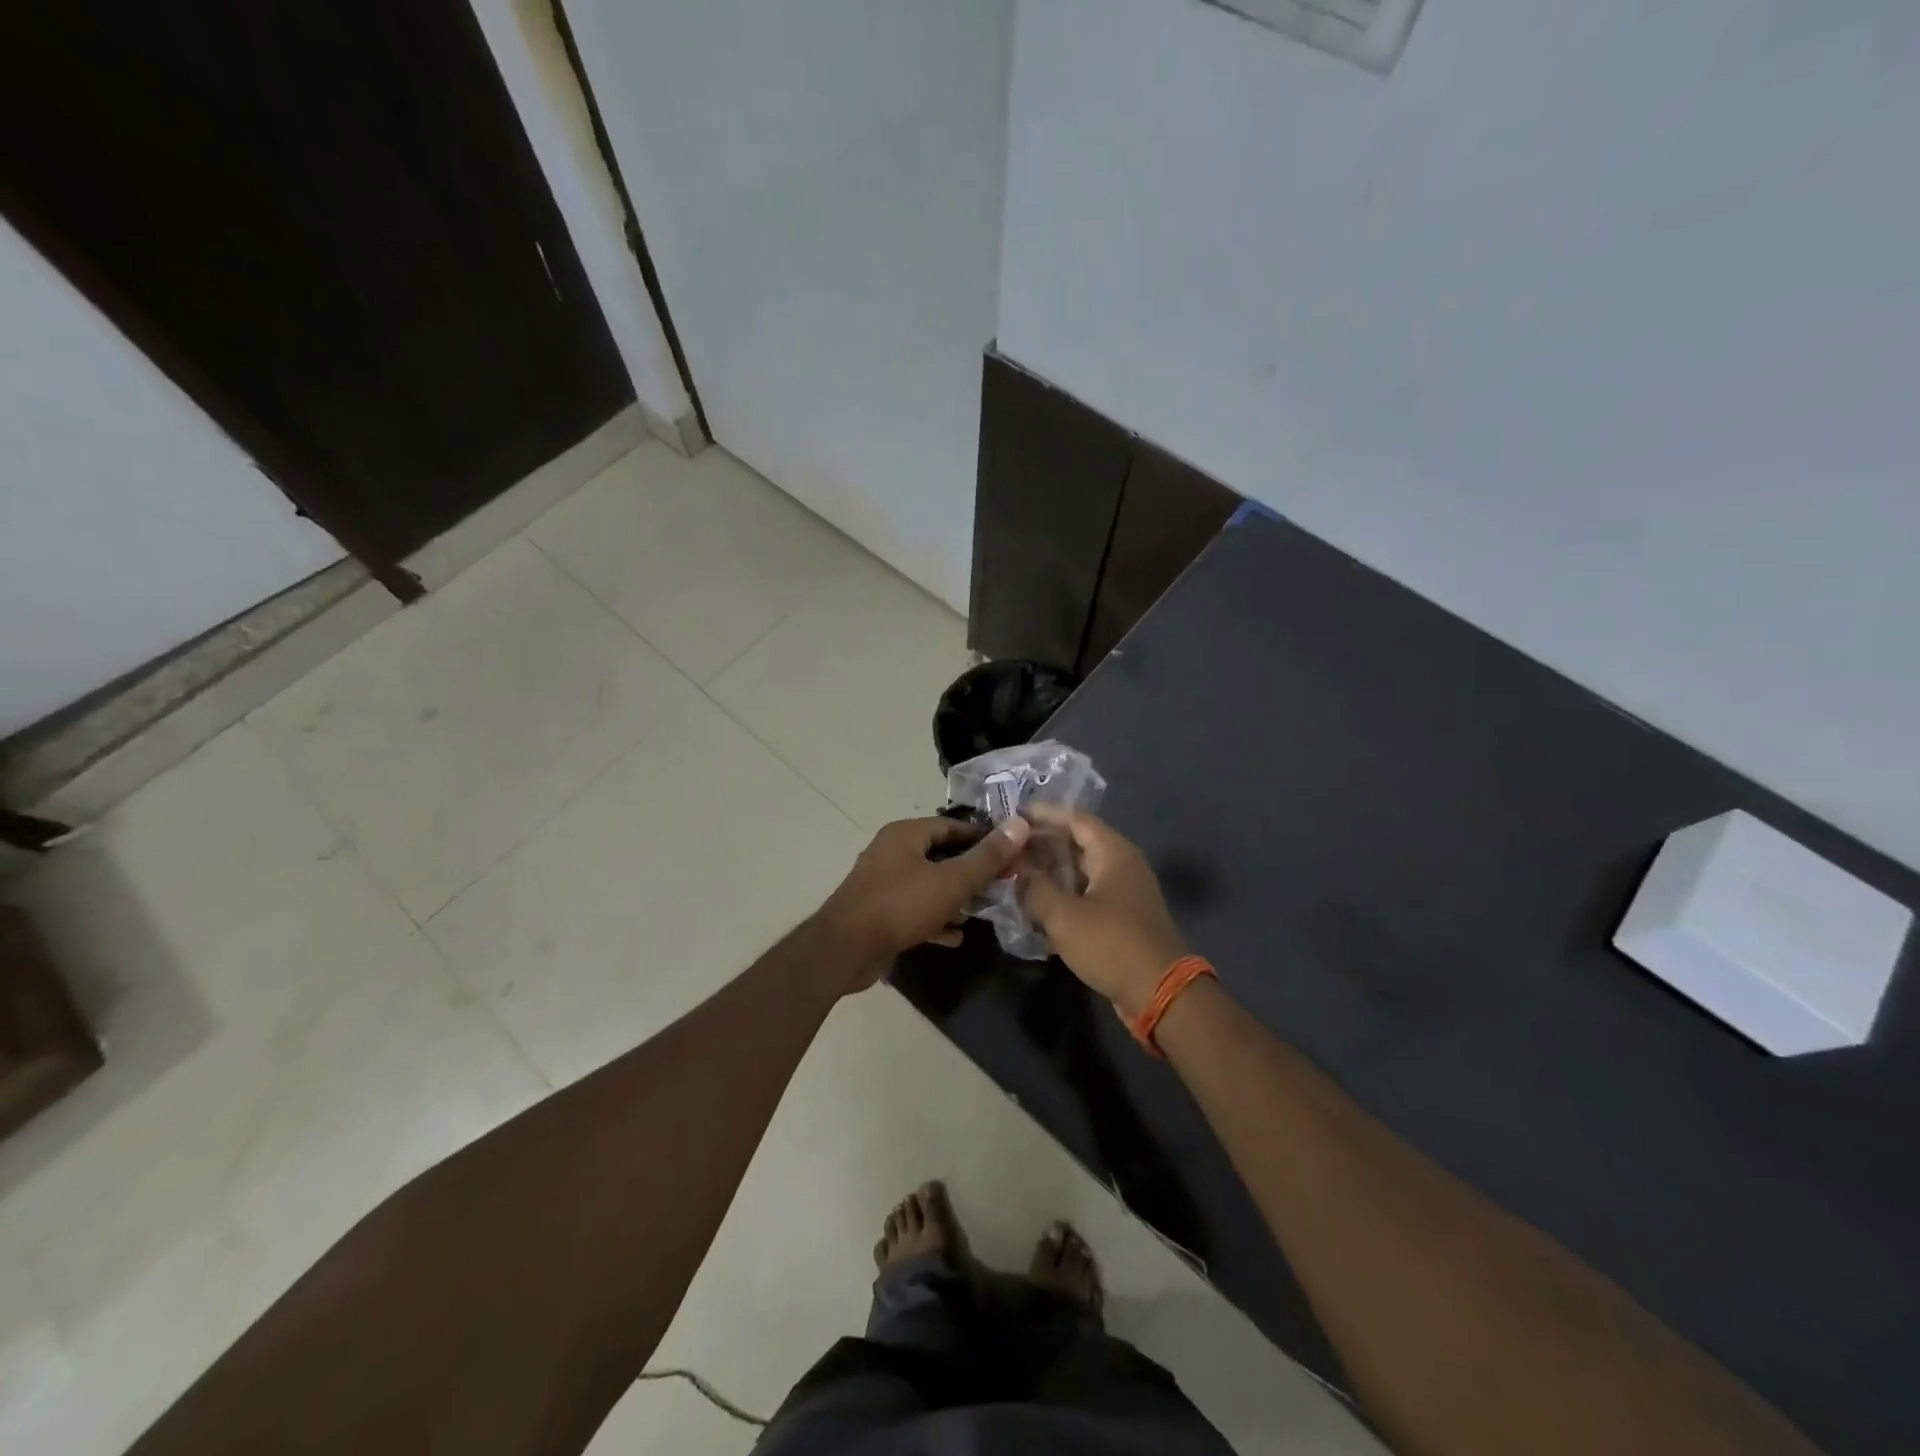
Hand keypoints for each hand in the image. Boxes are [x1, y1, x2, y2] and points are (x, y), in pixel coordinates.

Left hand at [814, 815, 1031, 989]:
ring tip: (982, 912)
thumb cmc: (900, 906)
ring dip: (955, 897)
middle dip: (971, 871)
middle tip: (1001, 886)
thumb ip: (986, 857)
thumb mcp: (951, 881)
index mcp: (906, 834)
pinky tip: (955, 937)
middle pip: (941, 854)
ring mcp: (883, 882)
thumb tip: (1020, 824)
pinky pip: (914, 909)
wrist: (844, 950)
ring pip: (928, 883)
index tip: (1010, 856)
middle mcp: (892, 851)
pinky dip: (935, 918)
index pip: (953, 826)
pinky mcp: (878, 911)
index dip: (983, 839)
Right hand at [1017, 807, 1188, 1017]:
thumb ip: (1034, 889)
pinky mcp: (1122, 917)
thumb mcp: (1064, 916)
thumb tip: (1018, 874)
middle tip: (1008, 847)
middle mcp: (1122, 864)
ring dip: (1051, 872)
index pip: (1075, 818)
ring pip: (1081, 871)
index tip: (1013, 815)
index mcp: (1113, 852)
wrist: (1160, 993)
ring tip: (1015, 874)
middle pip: (1078, 842)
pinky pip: (1087, 894)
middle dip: (1042, 844)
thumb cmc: (1112, 944)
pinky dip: (1064, 895)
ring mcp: (1124, 891)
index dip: (1043, 814)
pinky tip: (1037, 907)